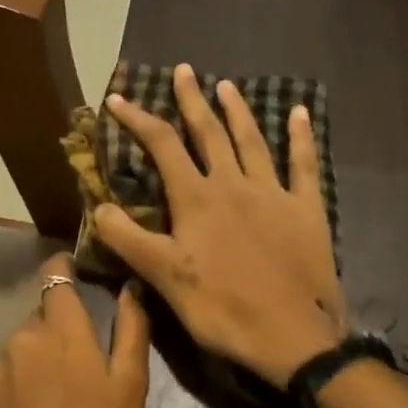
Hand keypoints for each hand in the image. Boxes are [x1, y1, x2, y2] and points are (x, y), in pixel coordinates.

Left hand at [0, 254, 150, 407]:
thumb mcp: (132, 389)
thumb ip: (132, 330)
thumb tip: (130, 287)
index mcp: (61, 331)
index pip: (55, 278)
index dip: (62, 272)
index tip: (69, 275)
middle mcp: (18, 340)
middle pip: (35, 324)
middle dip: (50, 338)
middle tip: (70, 376)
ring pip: (12, 357)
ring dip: (26, 370)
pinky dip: (4, 400)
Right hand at [94, 63, 345, 387]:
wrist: (294, 336)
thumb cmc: (222, 308)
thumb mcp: (165, 278)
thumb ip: (129, 240)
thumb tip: (99, 208)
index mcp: (198, 199)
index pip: (162, 146)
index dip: (138, 119)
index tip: (118, 98)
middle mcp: (234, 184)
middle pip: (209, 132)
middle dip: (192, 100)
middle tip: (184, 70)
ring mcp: (274, 193)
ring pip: (252, 141)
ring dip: (237, 111)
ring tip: (226, 85)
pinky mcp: (307, 210)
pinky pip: (305, 165)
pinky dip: (302, 137)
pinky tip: (300, 113)